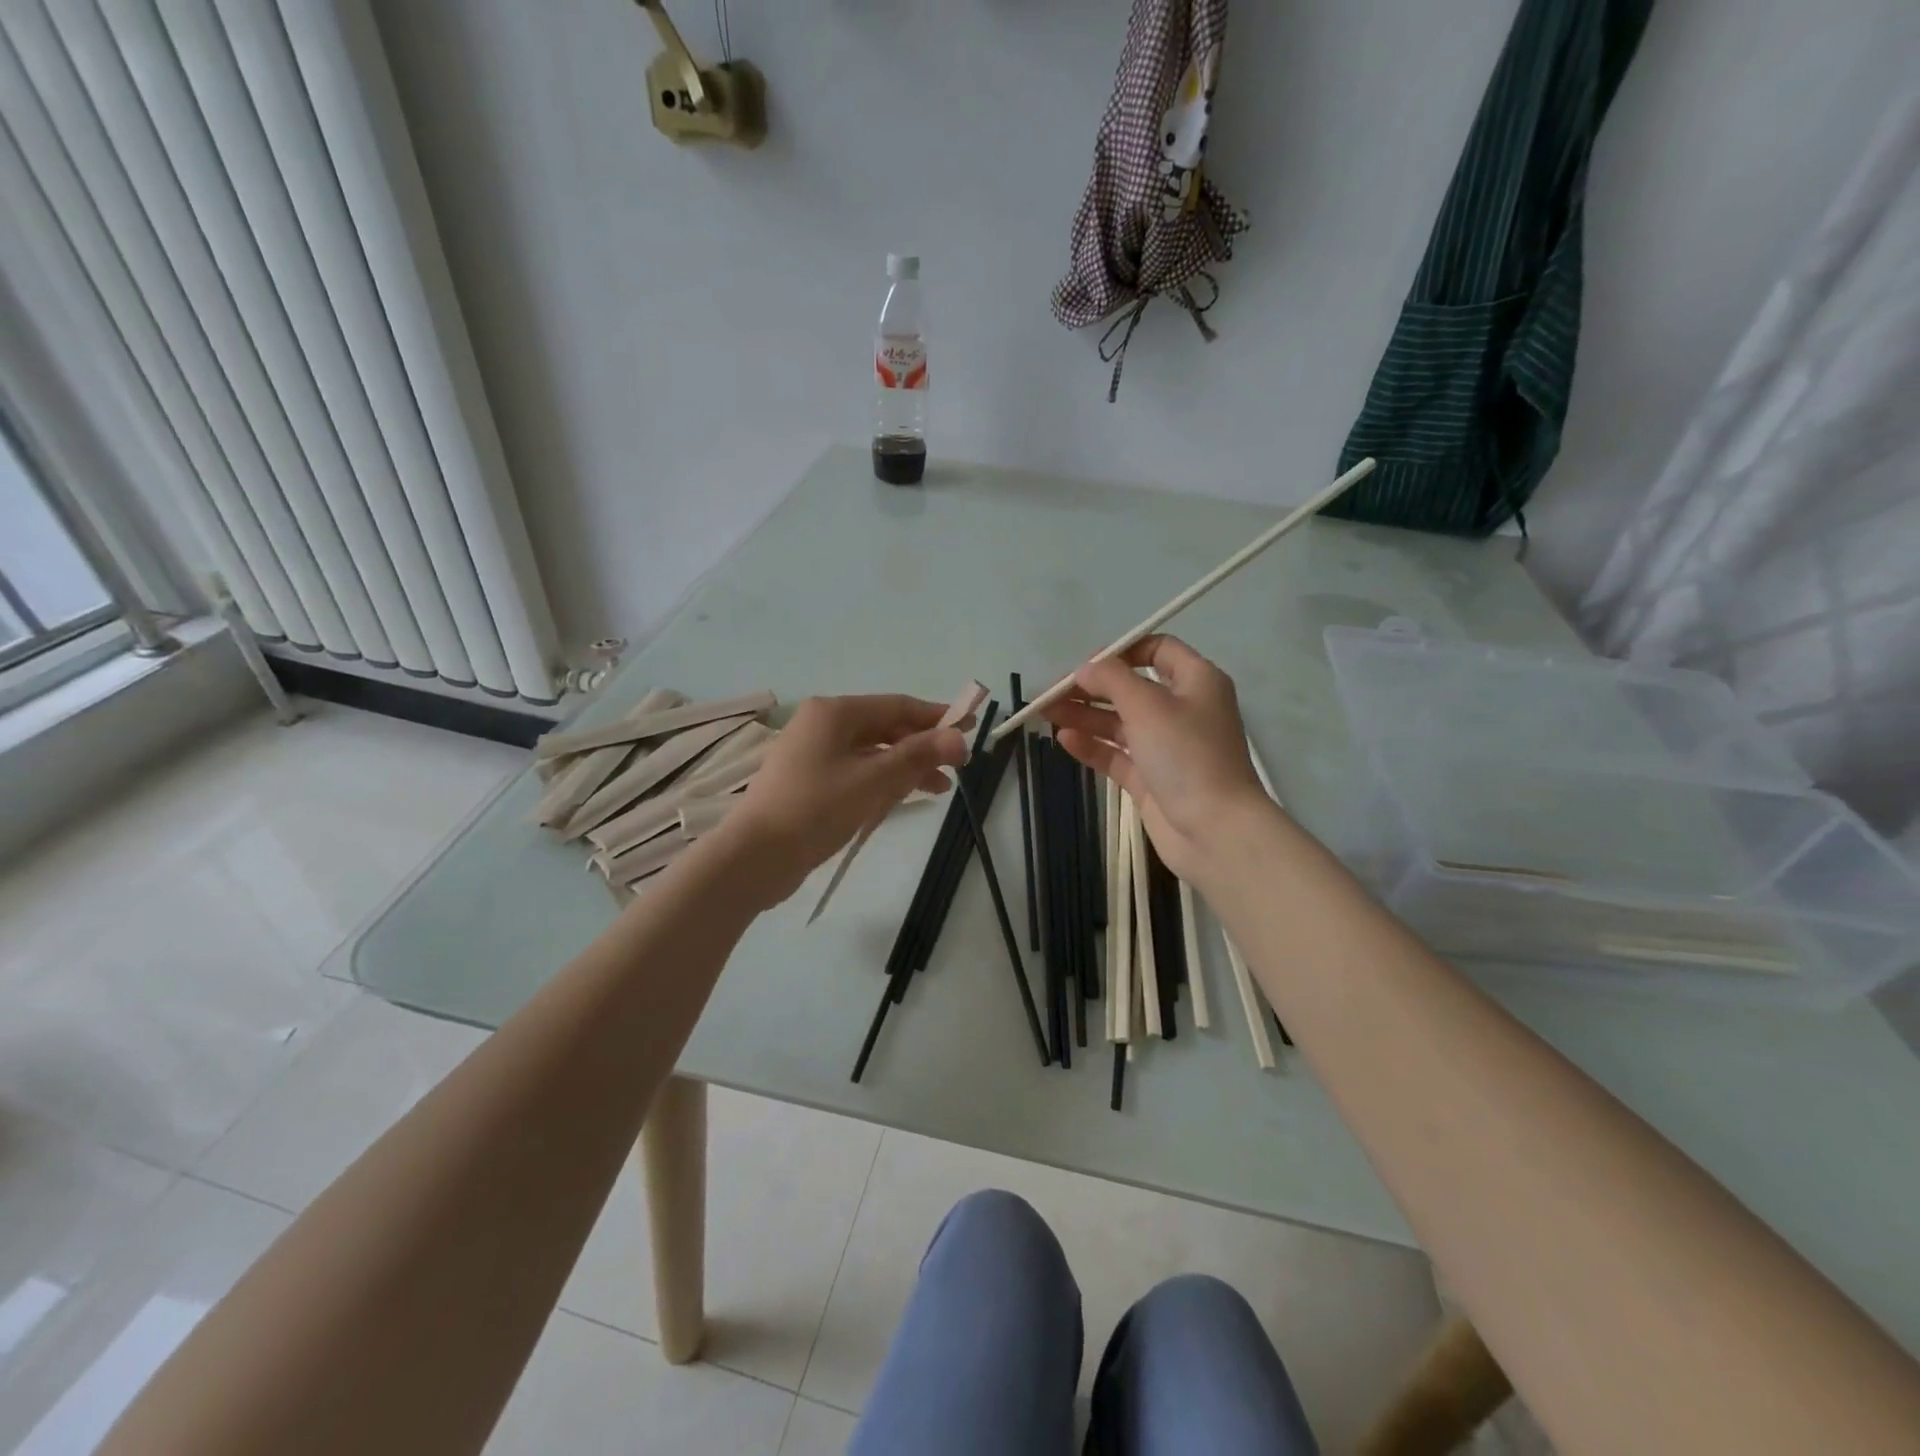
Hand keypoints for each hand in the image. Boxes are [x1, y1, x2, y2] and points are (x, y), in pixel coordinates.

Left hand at [723, 694, 970, 906]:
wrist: (756, 856)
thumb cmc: (817, 808)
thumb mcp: (875, 779)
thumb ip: (918, 755)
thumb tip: (960, 737)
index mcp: (835, 712)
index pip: (898, 705)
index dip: (936, 718)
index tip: (969, 731)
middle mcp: (822, 724)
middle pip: (885, 727)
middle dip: (922, 746)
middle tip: (956, 767)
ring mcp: (812, 753)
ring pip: (871, 752)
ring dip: (905, 767)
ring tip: (938, 789)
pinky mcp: (808, 782)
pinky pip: (855, 771)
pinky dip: (881, 781)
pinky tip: (900, 798)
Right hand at [1041, 635, 1266, 882]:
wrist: (1215, 831)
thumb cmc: (1187, 755)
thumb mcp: (1148, 705)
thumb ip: (1112, 679)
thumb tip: (1085, 668)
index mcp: (1197, 682)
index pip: (1158, 650)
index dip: (1120, 652)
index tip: (1085, 664)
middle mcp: (1183, 710)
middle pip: (1131, 688)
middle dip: (1091, 687)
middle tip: (1051, 692)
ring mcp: (1167, 747)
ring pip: (1120, 722)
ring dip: (1084, 715)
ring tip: (1046, 713)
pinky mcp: (1152, 779)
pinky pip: (1117, 754)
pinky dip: (1092, 745)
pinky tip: (1064, 739)